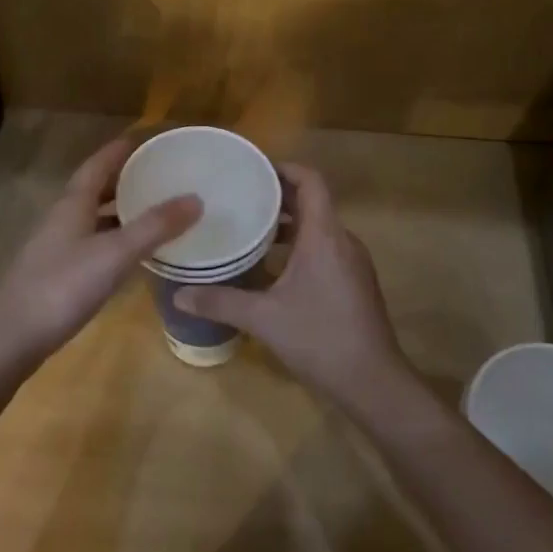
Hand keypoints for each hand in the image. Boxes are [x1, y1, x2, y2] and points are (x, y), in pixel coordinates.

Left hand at [0, 137, 200, 375]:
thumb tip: (195, 198)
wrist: (11, 338)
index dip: (119, 151)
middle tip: (156, 176)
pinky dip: (114, 240)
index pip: (97, 165)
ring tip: (151, 211)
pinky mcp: (57, 275)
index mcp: (72, 204)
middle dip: (122, 180)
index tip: (143, 140)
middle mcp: (62, 219)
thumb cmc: (62, 286)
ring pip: (92, 219)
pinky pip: (91, 245)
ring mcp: (56, 248)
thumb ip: (154, 227)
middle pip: (93, 190)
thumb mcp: (115, 254)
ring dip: (119, 211)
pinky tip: (130, 255)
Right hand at [173, 164, 406, 400]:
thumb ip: (220, 301)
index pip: (310, 181)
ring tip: (249, 229)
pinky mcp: (354, 283)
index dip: (283, 168)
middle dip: (277, 196)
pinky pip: (324, 248)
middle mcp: (343, 241)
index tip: (251, 169)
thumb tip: (178, 295)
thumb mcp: (263, 319)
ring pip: (318, 228)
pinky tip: (271, 267)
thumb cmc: (320, 338)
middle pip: (312, 202)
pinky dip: (299, 246)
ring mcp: (352, 263)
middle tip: (239, 197)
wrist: (374, 383)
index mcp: (325, 236)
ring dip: (287, 224)